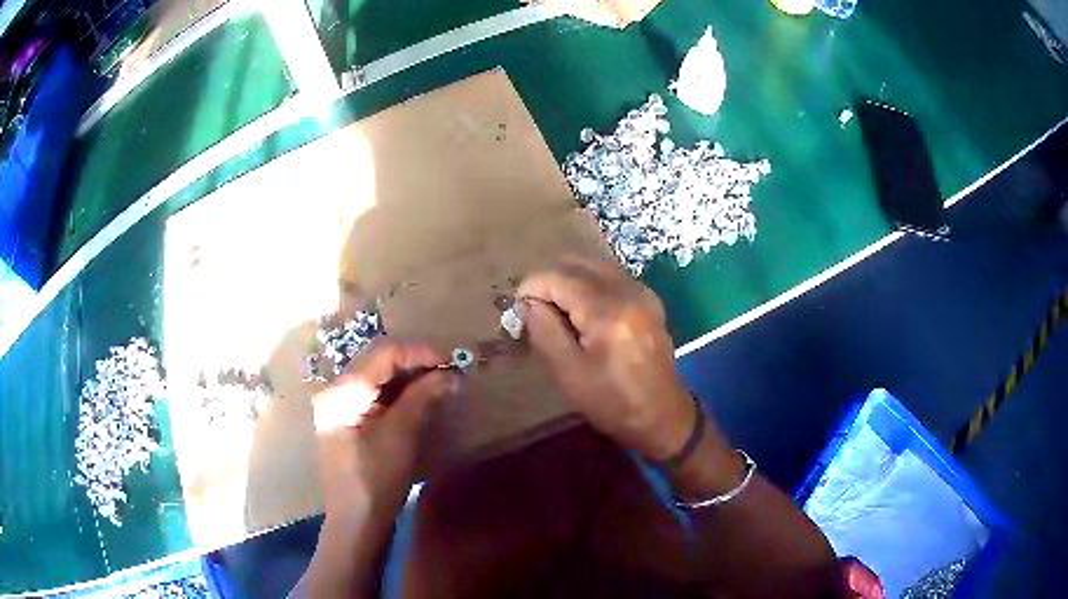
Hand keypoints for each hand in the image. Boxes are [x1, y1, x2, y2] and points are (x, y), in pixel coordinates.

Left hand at [311, 338, 457, 528]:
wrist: (357, 522)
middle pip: (380, 363)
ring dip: (412, 378)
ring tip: (443, 382)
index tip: (453, 360)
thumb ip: (422, 398)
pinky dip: (403, 394)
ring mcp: (342, 406)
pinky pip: (378, 396)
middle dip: (417, 363)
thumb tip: (450, 374)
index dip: (420, 352)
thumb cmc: (375, 480)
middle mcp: (337, 390)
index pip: (384, 355)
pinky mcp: (352, 421)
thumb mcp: (400, 436)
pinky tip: (423, 397)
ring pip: (381, 378)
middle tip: (451, 371)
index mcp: (341, 390)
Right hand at [518, 256, 695, 461]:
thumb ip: (544, 330)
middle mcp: (628, 291)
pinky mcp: (649, 300)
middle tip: (534, 308)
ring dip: (570, 280)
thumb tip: (529, 302)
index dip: (532, 286)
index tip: (516, 307)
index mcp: (607, 311)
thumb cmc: (611, 402)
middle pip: (578, 264)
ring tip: (556, 310)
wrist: (661, 415)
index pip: (559, 277)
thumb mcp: (569, 372)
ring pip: (595, 266)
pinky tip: (583, 312)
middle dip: (550, 280)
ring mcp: (642, 292)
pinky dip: (590, 285)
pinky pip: (612, 277)